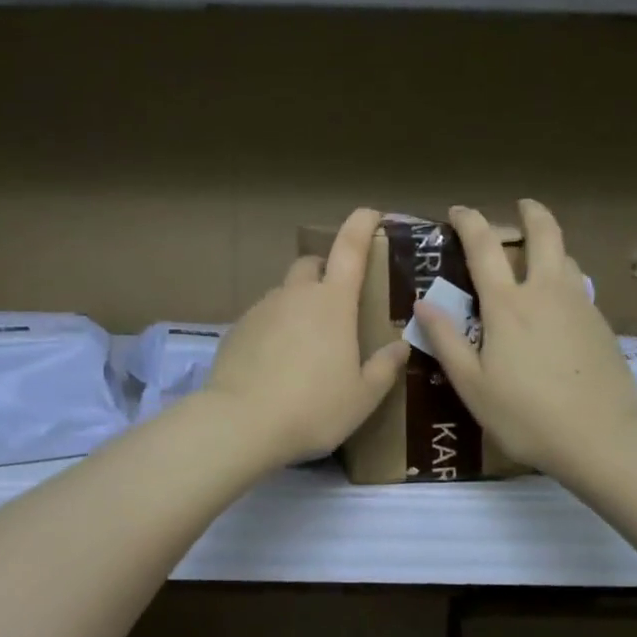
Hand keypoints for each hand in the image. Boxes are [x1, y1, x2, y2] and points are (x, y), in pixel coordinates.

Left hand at [200, 208, 408, 466]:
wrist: (241, 423)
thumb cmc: (313, 407)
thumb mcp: (362, 397)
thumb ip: (384, 368)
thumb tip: (401, 347)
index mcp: (332, 303)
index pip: (350, 248)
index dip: (361, 225)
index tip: (370, 213)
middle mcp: (295, 295)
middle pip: (311, 265)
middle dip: (325, 271)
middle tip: (338, 303)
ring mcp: (261, 310)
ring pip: (284, 294)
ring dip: (298, 305)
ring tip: (306, 345)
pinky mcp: (236, 330)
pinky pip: (262, 319)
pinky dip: (274, 329)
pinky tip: (276, 363)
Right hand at [413, 200, 636, 477]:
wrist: (601, 438)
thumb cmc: (525, 415)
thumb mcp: (471, 385)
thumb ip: (446, 340)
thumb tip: (422, 302)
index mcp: (507, 305)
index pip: (485, 247)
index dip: (469, 222)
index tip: (458, 212)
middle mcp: (545, 292)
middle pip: (544, 234)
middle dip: (531, 213)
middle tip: (522, 206)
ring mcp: (579, 306)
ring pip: (567, 258)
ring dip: (551, 247)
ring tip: (539, 259)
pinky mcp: (602, 325)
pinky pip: (579, 287)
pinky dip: (565, 280)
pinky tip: (558, 306)